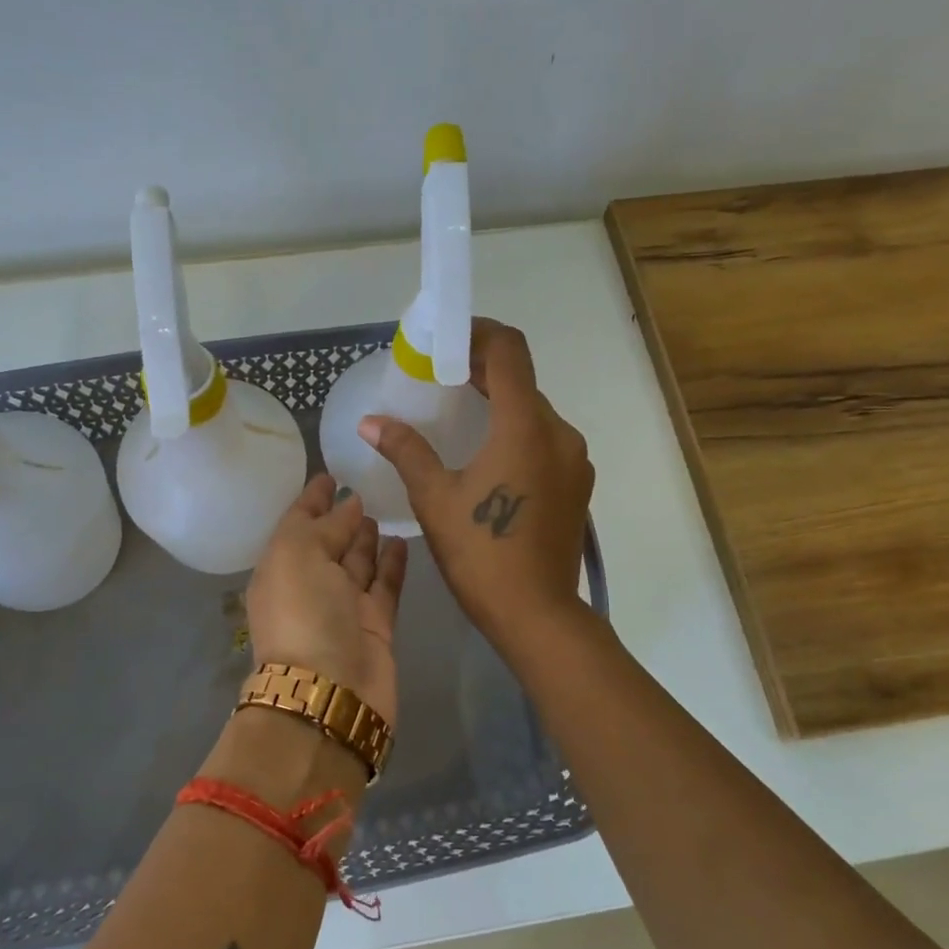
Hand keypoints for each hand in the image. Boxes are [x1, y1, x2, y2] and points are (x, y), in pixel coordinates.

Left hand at [243, 473, 408, 727]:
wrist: (330, 692)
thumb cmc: (304, 614)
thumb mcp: (298, 554)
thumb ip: (322, 525)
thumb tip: (348, 505)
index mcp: (280, 569)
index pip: (296, 524)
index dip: (311, 499)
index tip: (330, 474)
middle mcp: (309, 586)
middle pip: (328, 543)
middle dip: (341, 518)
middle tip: (365, 488)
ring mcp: (343, 608)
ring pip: (357, 564)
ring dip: (367, 539)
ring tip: (384, 509)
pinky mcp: (376, 626)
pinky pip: (385, 585)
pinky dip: (392, 564)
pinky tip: (403, 539)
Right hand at [360, 319, 593, 658]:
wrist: (536, 614)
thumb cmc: (481, 553)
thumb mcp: (435, 498)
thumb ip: (406, 450)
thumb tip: (371, 421)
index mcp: (525, 426)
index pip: (509, 351)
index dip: (478, 333)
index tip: (445, 340)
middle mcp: (559, 433)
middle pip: (521, 381)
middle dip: (482, 370)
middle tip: (439, 376)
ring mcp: (574, 460)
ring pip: (534, 412)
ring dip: (500, 404)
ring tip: (461, 415)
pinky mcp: (577, 485)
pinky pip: (545, 441)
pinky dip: (517, 433)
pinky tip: (489, 456)